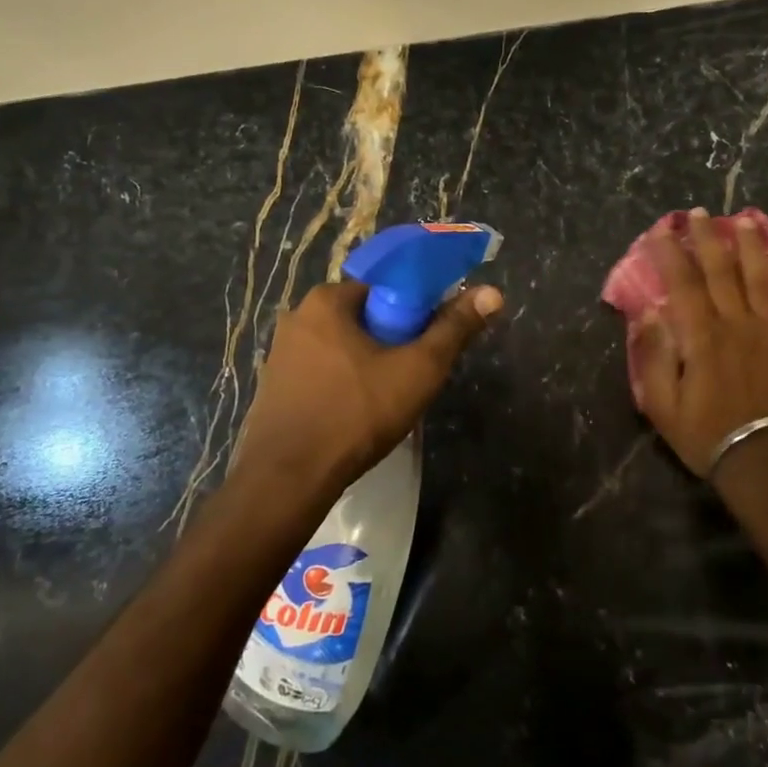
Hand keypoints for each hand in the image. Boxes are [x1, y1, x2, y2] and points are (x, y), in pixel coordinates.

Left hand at [233, 278, 502, 492]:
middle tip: (414, 374)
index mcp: (327, 300)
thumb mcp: (418, 369)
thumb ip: (455, 328)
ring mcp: (281, 353)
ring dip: (369, 363)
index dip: (416, 309)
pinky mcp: (274, 386)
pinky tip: (357, 414)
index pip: (386, 286)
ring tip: (389, 398)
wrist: (287, 480)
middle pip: (365, 316)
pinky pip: (322, 372)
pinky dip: (344, 383)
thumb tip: (493, 292)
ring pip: (343, 346)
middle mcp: (298, 316)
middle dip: (393, 339)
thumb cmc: (356, 414)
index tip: (431, 340)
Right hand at [634, 209, 767, 477]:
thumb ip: (654, 357)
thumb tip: (648, 314)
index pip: (682, 284)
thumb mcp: (662, 406)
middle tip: (700, 213)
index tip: (662, 230)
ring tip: (744, 221)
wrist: (766, 466)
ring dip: (752, 249)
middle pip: (721, 273)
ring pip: (762, 281)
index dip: (671, 253)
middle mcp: (737, 325)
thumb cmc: (707, 436)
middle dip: (708, 239)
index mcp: (701, 337)